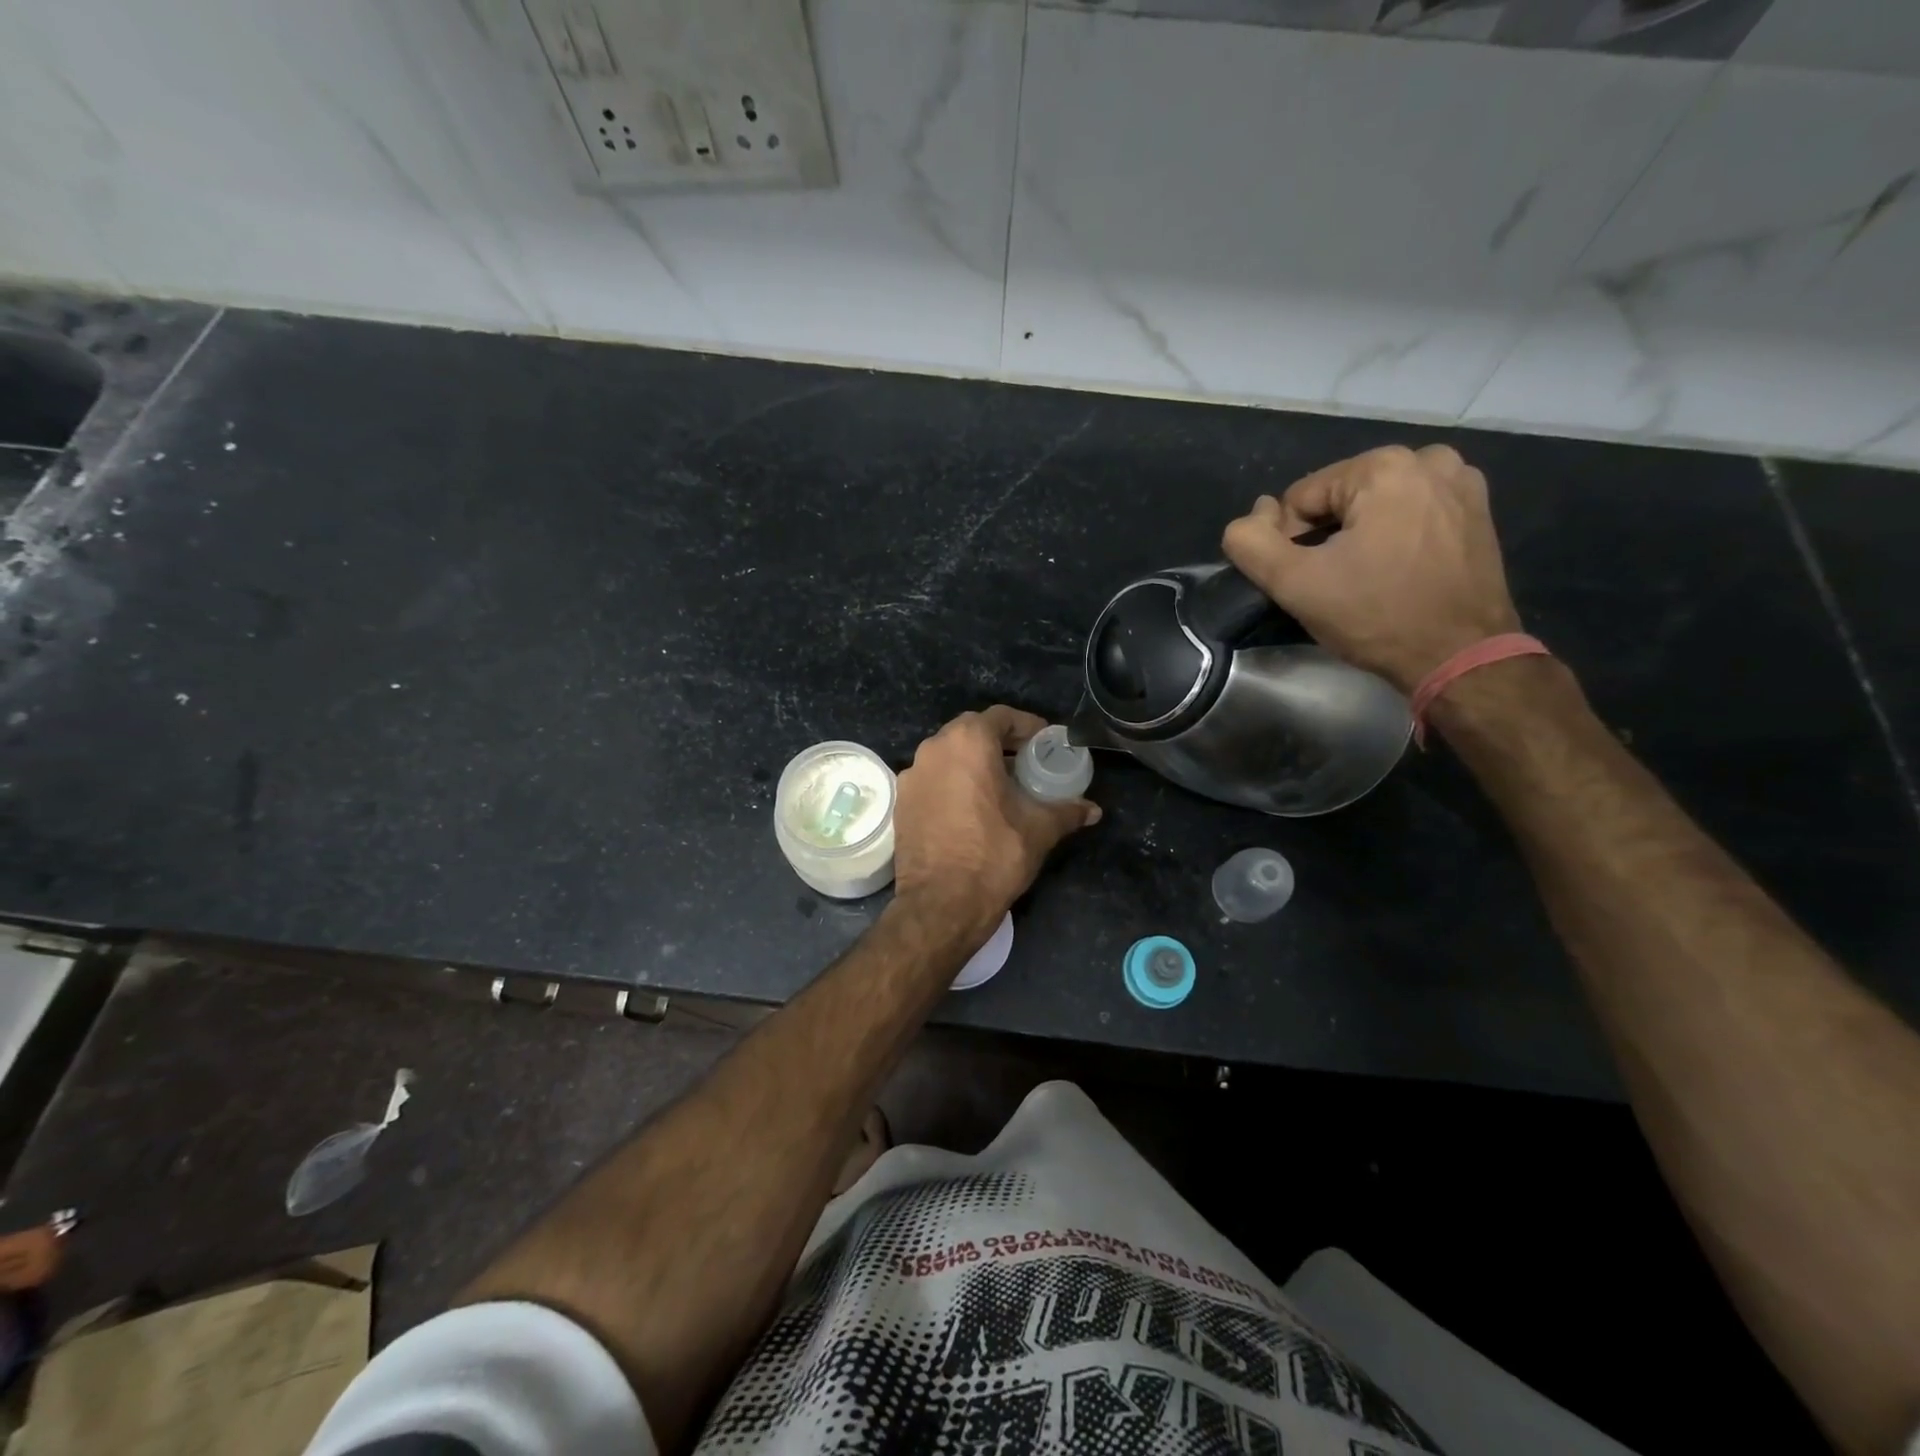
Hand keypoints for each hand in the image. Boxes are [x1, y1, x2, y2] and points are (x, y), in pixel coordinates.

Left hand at [892, 706, 1099, 943]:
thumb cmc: (995, 855)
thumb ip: (1067, 811)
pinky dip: (952, 782)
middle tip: (1024, 761)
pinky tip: (970, 807)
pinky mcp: (901, 801)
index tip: (1044, 742)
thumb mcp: (1039, 829)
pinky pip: (932, 778)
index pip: (1001, 717)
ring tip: (998, 785)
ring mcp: (912, 775)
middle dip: (999, 742)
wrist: (942, 903)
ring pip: (948, 754)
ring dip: (973, 761)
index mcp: (968, 742)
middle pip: (971, 731)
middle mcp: (934, 749)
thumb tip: (1093, 809)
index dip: (1026, 726)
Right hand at [1222, 444, 1521, 693]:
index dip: (1290, 543)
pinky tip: (1396, 571)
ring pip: (1374, 505)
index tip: (1309, 581)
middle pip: (1339, 498)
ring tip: (1365, 578)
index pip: (1299, 499)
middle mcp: (1428, 459)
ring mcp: (1461, 482)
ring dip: (1358, 536)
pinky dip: (1393, 535)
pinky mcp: (1477, 510)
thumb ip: (1250, 543)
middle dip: (1326, 537)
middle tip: (1335, 583)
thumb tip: (1247, 519)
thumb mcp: (1295, 584)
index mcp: (1383, 467)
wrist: (1460, 656)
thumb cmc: (1376, 616)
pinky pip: (1410, 513)